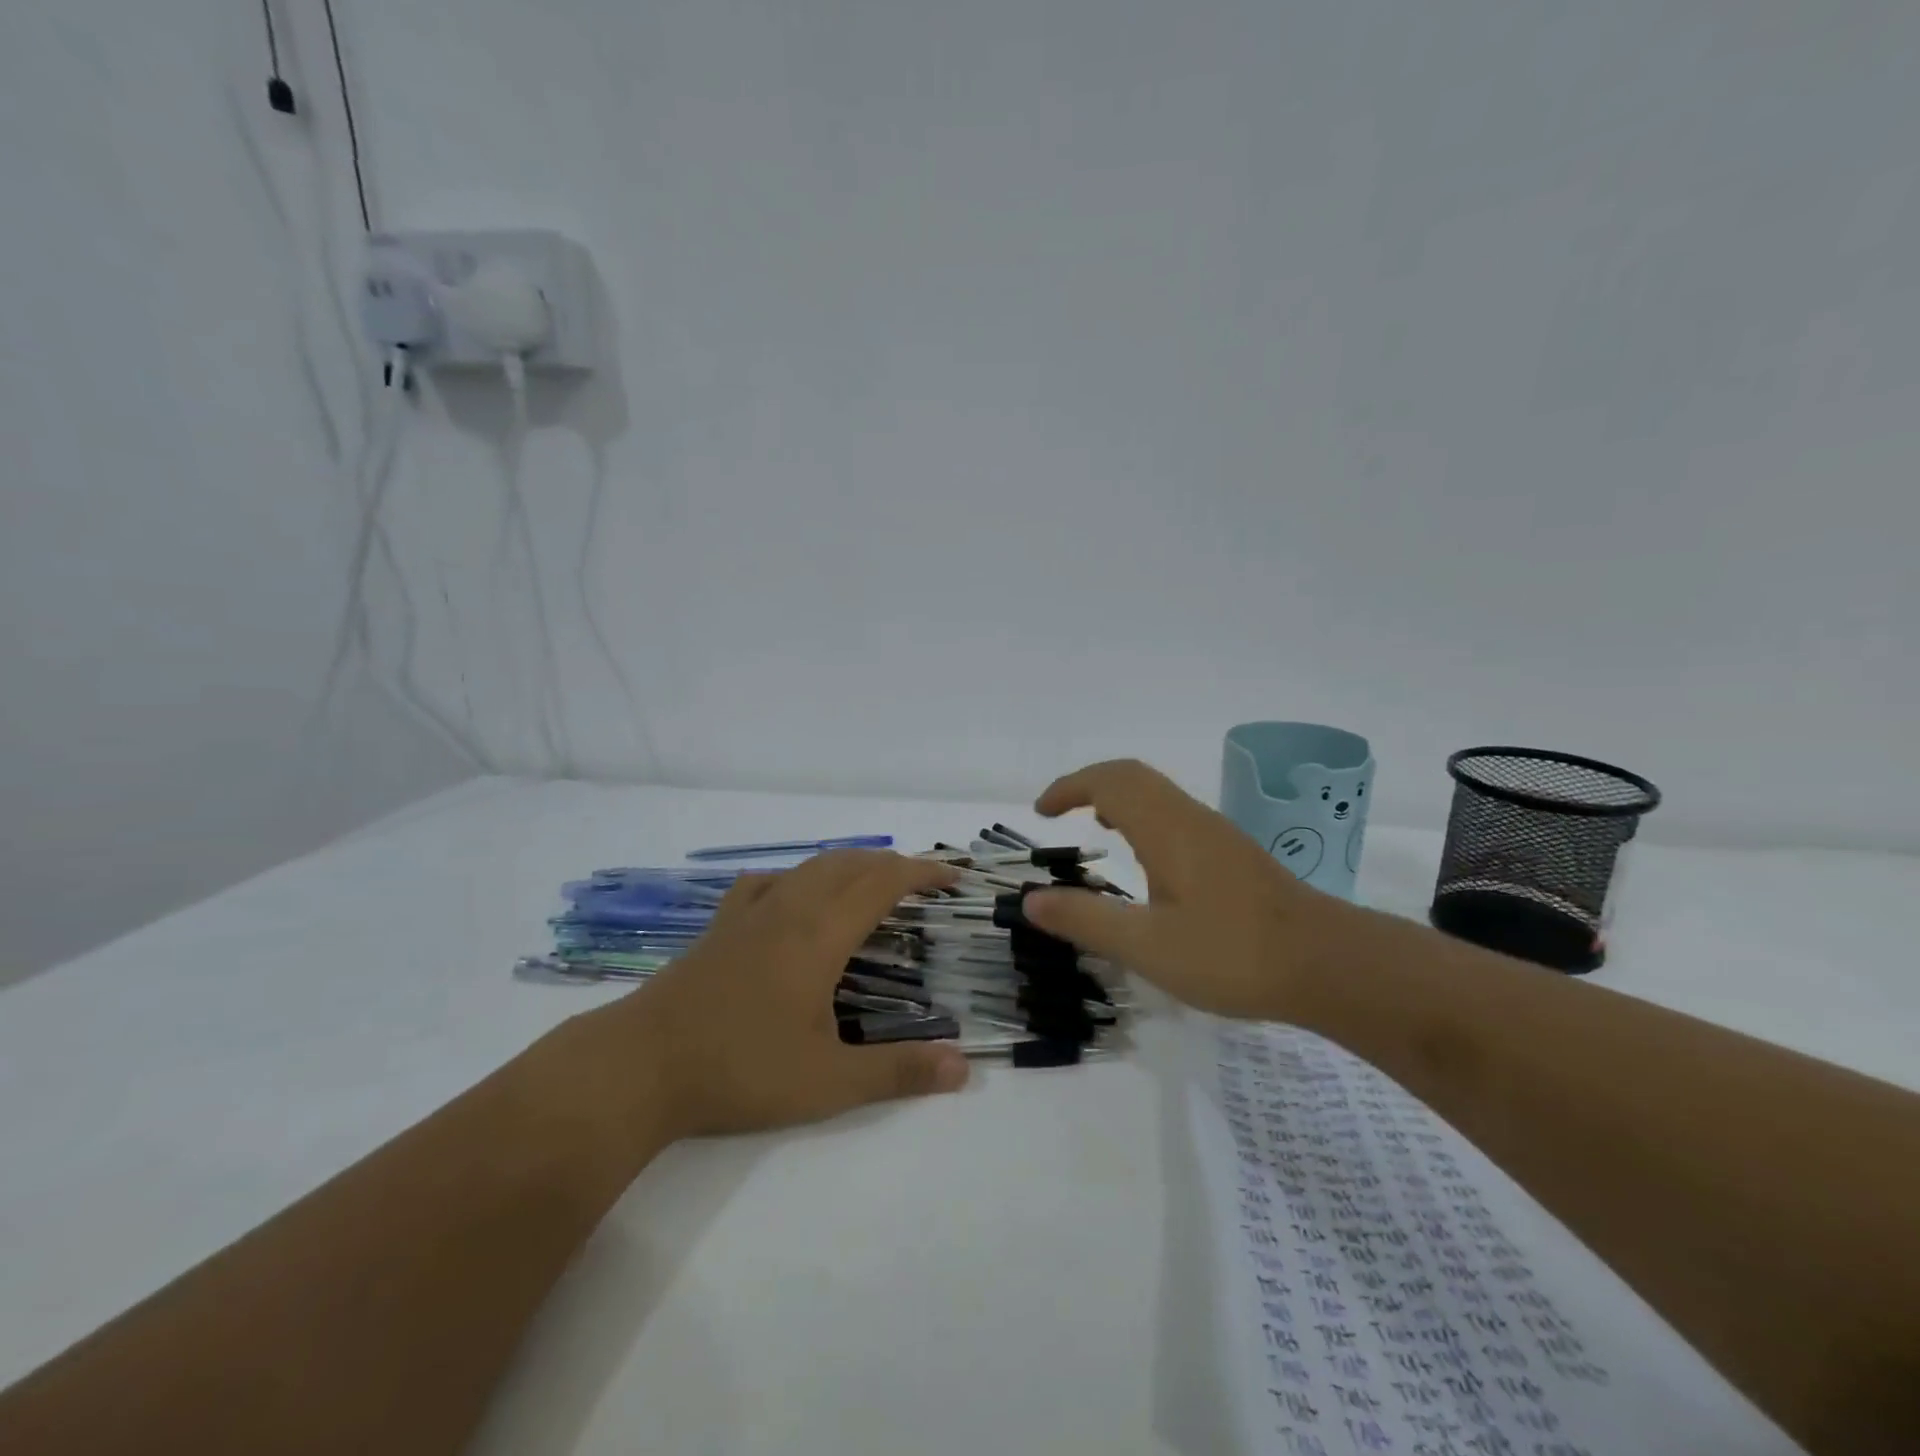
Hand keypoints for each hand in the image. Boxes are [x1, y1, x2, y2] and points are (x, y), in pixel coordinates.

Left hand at [587, 850, 971, 1142]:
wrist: (642, 1064)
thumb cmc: (741, 1068)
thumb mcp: (829, 1081)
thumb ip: (898, 1072)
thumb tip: (964, 1069)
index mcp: (821, 933)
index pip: (883, 882)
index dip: (922, 873)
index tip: (953, 878)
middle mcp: (790, 908)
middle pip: (850, 864)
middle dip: (892, 864)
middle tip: (922, 882)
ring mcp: (749, 913)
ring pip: (809, 867)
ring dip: (849, 864)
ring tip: (870, 882)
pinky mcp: (719, 926)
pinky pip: (765, 883)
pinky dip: (795, 877)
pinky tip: (790, 895)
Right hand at [1024, 759, 1353, 1018]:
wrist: (1327, 964)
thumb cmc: (1232, 954)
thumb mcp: (1147, 946)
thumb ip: (1086, 920)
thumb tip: (1032, 900)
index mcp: (1166, 828)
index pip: (1108, 781)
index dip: (1068, 787)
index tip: (1040, 811)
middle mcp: (1190, 817)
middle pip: (1132, 776)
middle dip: (1089, 783)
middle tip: (1058, 811)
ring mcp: (1215, 833)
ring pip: (1157, 792)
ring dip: (1118, 797)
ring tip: (1095, 825)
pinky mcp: (1231, 853)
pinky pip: (1174, 813)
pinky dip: (1143, 816)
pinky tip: (1146, 859)